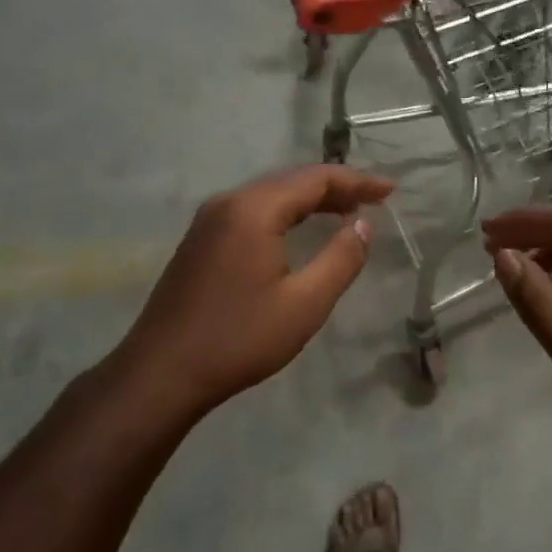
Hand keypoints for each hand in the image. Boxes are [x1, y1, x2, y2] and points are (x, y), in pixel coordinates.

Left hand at [114, 166, 394, 423]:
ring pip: (269, 196)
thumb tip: (363, 224)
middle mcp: (228, 203)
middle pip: (290, 181)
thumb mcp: (304, 304)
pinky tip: (299, 232)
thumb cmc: (239, 338)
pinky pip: (251, 212)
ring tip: (346, 212)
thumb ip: (341, 259)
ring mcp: (208, 221)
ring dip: (309, 200)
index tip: (391, 191)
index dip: (357, 181)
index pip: (315, 179)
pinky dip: (284, 214)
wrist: (161, 372)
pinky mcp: (199, 242)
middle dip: (335, 187)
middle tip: (374, 201)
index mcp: (253, 210)